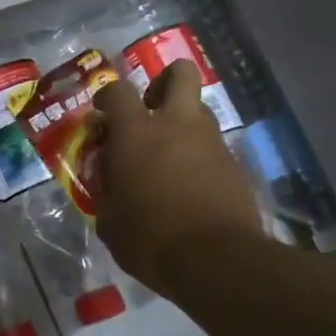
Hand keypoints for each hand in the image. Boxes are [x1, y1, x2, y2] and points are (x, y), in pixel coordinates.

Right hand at [92, 60, 265, 294]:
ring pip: (198, 110)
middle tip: (150, 108)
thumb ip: (105, 189)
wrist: (217, 261)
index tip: (102, 114)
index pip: (118, 91)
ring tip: (167, 156)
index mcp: (136, 133)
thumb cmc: (149, 239)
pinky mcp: (234, 164)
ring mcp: (210, 141)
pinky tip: (188, 185)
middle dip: (164, 82)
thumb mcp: (109, 220)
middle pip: (180, 73)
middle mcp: (176, 124)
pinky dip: (197, 155)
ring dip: (181, 122)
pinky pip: (211, 145)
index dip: (107, 96)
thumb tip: (107, 179)